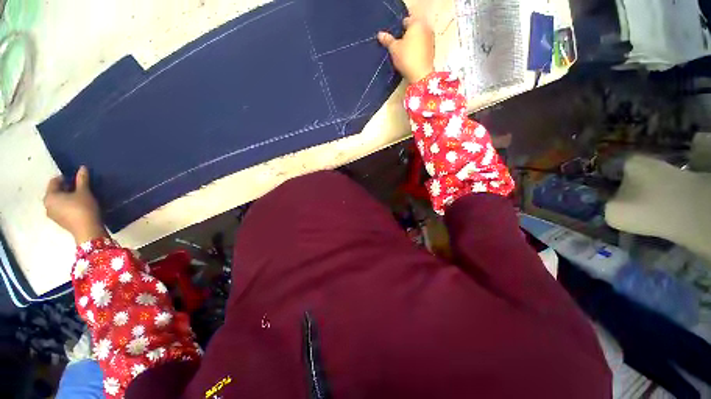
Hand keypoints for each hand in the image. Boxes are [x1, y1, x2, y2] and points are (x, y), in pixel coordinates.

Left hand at [44, 166, 106, 244]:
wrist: (88, 230)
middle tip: (80, 188)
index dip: (66, 178)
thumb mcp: (84, 192)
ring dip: (68, 197)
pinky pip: (62, 209)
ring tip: (81, 197)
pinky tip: (79, 206)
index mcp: (49, 196)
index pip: (55, 181)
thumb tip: (82, 168)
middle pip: (56, 192)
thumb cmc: (83, 208)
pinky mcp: (60, 221)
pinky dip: (69, 205)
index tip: (78, 178)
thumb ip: (82, 179)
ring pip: (59, 201)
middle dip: (67, 188)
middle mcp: (47, 205)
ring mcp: (52, 215)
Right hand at [378, 17, 434, 82]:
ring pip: (418, 37)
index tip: (393, 38)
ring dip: (412, 42)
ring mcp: (431, 39)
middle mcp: (426, 28)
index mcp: (416, 23)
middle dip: (406, 35)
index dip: (399, 29)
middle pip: (413, 29)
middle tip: (397, 45)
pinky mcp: (432, 50)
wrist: (421, 74)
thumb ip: (387, 40)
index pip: (406, 21)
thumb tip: (380, 34)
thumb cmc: (406, 58)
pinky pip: (422, 45)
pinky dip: (417, 49)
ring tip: (404, 52)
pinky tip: (411, 57)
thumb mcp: (394, 49)